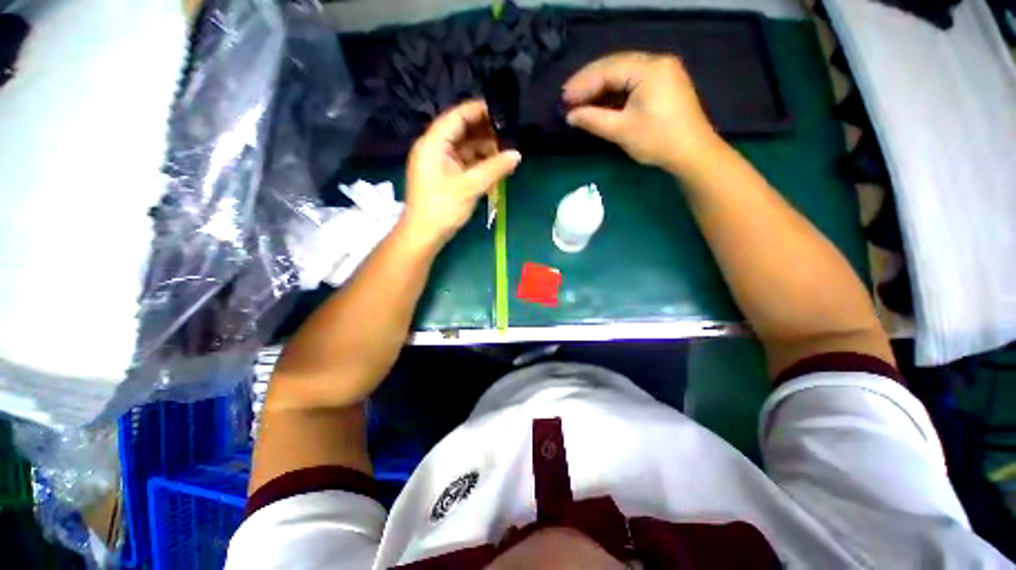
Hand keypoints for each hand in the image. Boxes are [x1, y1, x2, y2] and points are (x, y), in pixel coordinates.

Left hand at [404, 100, 521, 245]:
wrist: (424, 235)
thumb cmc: (442, 208)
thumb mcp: (470, 187)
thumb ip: (494, 169)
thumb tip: (517, 154)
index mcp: (433, 143)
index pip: (457, 116)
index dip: (479, 111)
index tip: (503, 110)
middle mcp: (435, 148)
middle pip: (462, 131)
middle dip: (485, 132)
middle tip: (510, 133)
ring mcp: (440, 163)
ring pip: (465, 148)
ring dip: (484, 150)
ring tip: (506, 151)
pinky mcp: (445, 176)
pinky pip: (464, 163)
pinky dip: (479, 163)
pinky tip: (495, 166)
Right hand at [563, 52, 721, 174]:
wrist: (692, 153)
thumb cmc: (657, 141)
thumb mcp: (622, 131)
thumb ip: (593, 120)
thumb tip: (570, 116)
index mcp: (649, 69)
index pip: (608, 70)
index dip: (583, 84)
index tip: (563, 98)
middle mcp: (657, 62)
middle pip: (615, 66)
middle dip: (589, 82)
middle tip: (567, 97)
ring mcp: (662, 72)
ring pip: (622, 73)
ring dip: (600, 87)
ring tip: (579, 100)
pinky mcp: (662, 84)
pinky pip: (632, 82)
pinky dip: (614, 92)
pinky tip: (599, 102)